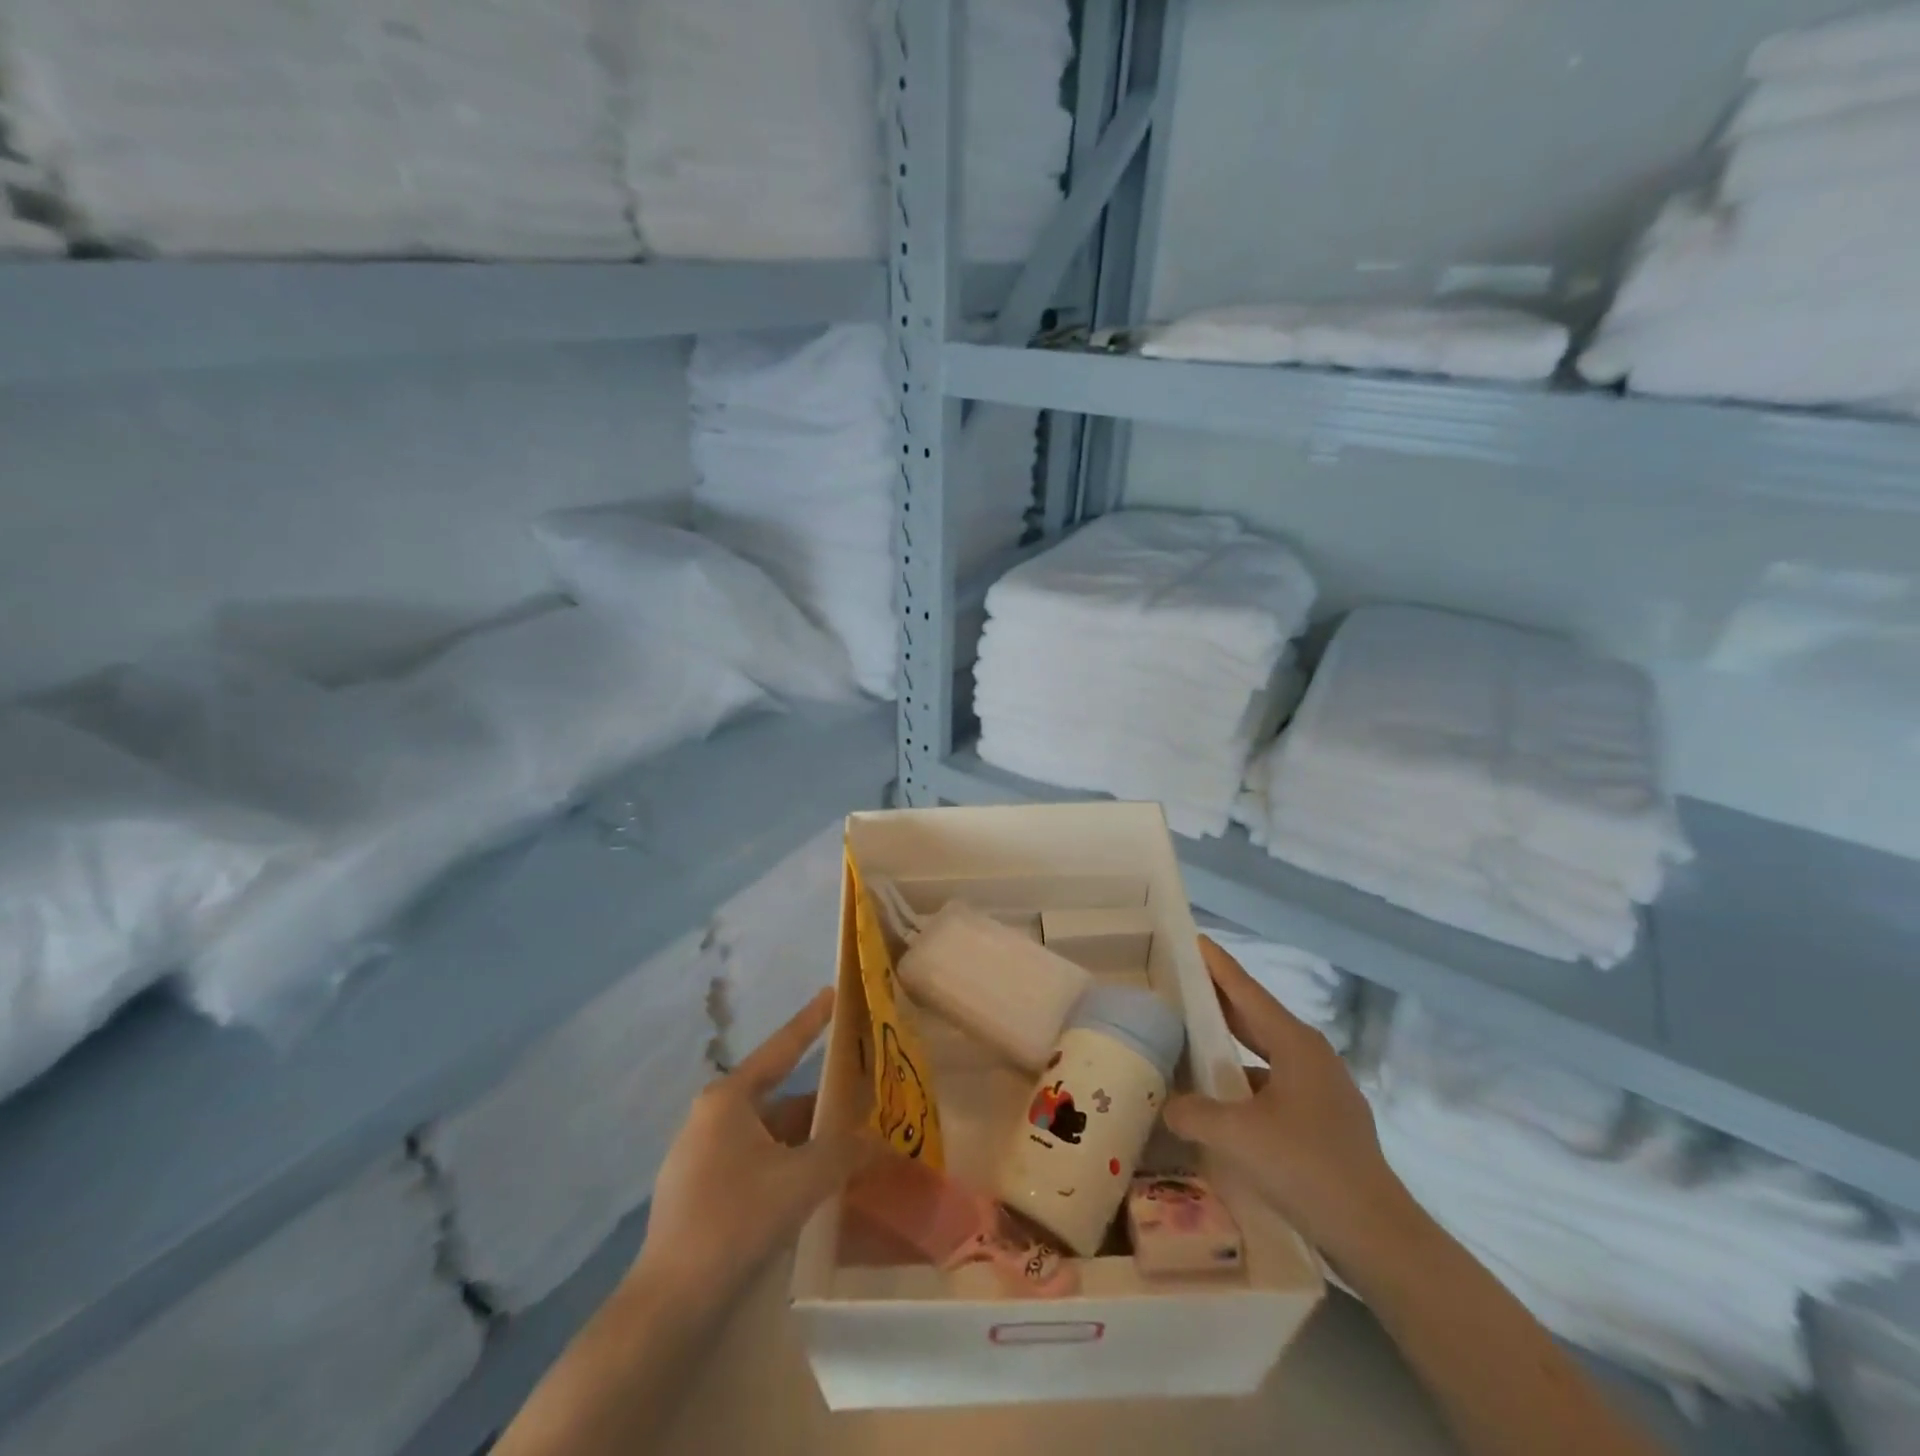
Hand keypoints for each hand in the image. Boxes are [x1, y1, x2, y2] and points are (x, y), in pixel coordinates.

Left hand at [634, 988, 874, 1305]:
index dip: (811, 1020)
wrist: (668, 1307)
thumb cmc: (735, 1221)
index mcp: (728, 1099)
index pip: (781, 1048)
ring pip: (771, 1136)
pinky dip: (788, 1168)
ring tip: (851, 1153)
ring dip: (808, 1143)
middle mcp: (712, 1118)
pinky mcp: (700, 1194)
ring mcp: (701, 1157)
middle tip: (865, 1103)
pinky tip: (816, 1189)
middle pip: (781, 1099)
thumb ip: (846, 1153)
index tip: (833, 993)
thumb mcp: (802, 1180)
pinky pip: (756, 1164)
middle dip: (823, 1106)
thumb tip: (882, 1142)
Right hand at [1166, 936, 1416, 1268]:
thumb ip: (1193, 1112)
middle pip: (1256, 1017)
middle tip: (1180, 984)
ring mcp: (1324, 1090)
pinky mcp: (1327, 1122)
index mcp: (1295, 1044)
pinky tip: (1224, 1103)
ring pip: (1265, 1054)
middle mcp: (1312, 1057)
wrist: (1377, 1236)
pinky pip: (1275, 1086)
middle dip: (1218, 1001)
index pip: (1246, 991)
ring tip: (1193, 1044)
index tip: (1193, 939)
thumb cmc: (1306, 1167)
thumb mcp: (1236, 1136)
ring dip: (1231, 1047)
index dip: (1217, 965)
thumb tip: (1169, 1105)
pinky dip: (1246, 1084)